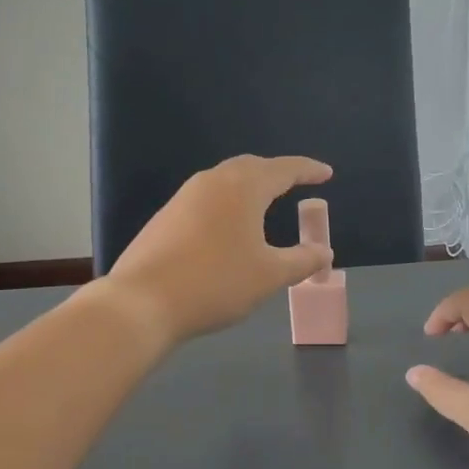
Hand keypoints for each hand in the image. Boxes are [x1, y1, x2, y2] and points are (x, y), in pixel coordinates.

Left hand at [103, 155, 333, 344]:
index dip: (308, 170)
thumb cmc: (216, 283)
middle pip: (251, 167)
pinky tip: (229, 227)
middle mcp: (212, 182)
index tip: (326, 173)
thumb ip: (302, 261)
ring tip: (266, 203)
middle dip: (277, 173)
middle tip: (297, 183)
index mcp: (243, 188)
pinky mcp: (166, 217)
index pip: (284, 169)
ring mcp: (184, 197)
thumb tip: (324, 252)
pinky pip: (207, 199)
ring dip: (250, 187)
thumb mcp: (269, 276)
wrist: (143, 302)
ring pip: (225, 181)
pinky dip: (228, 203)